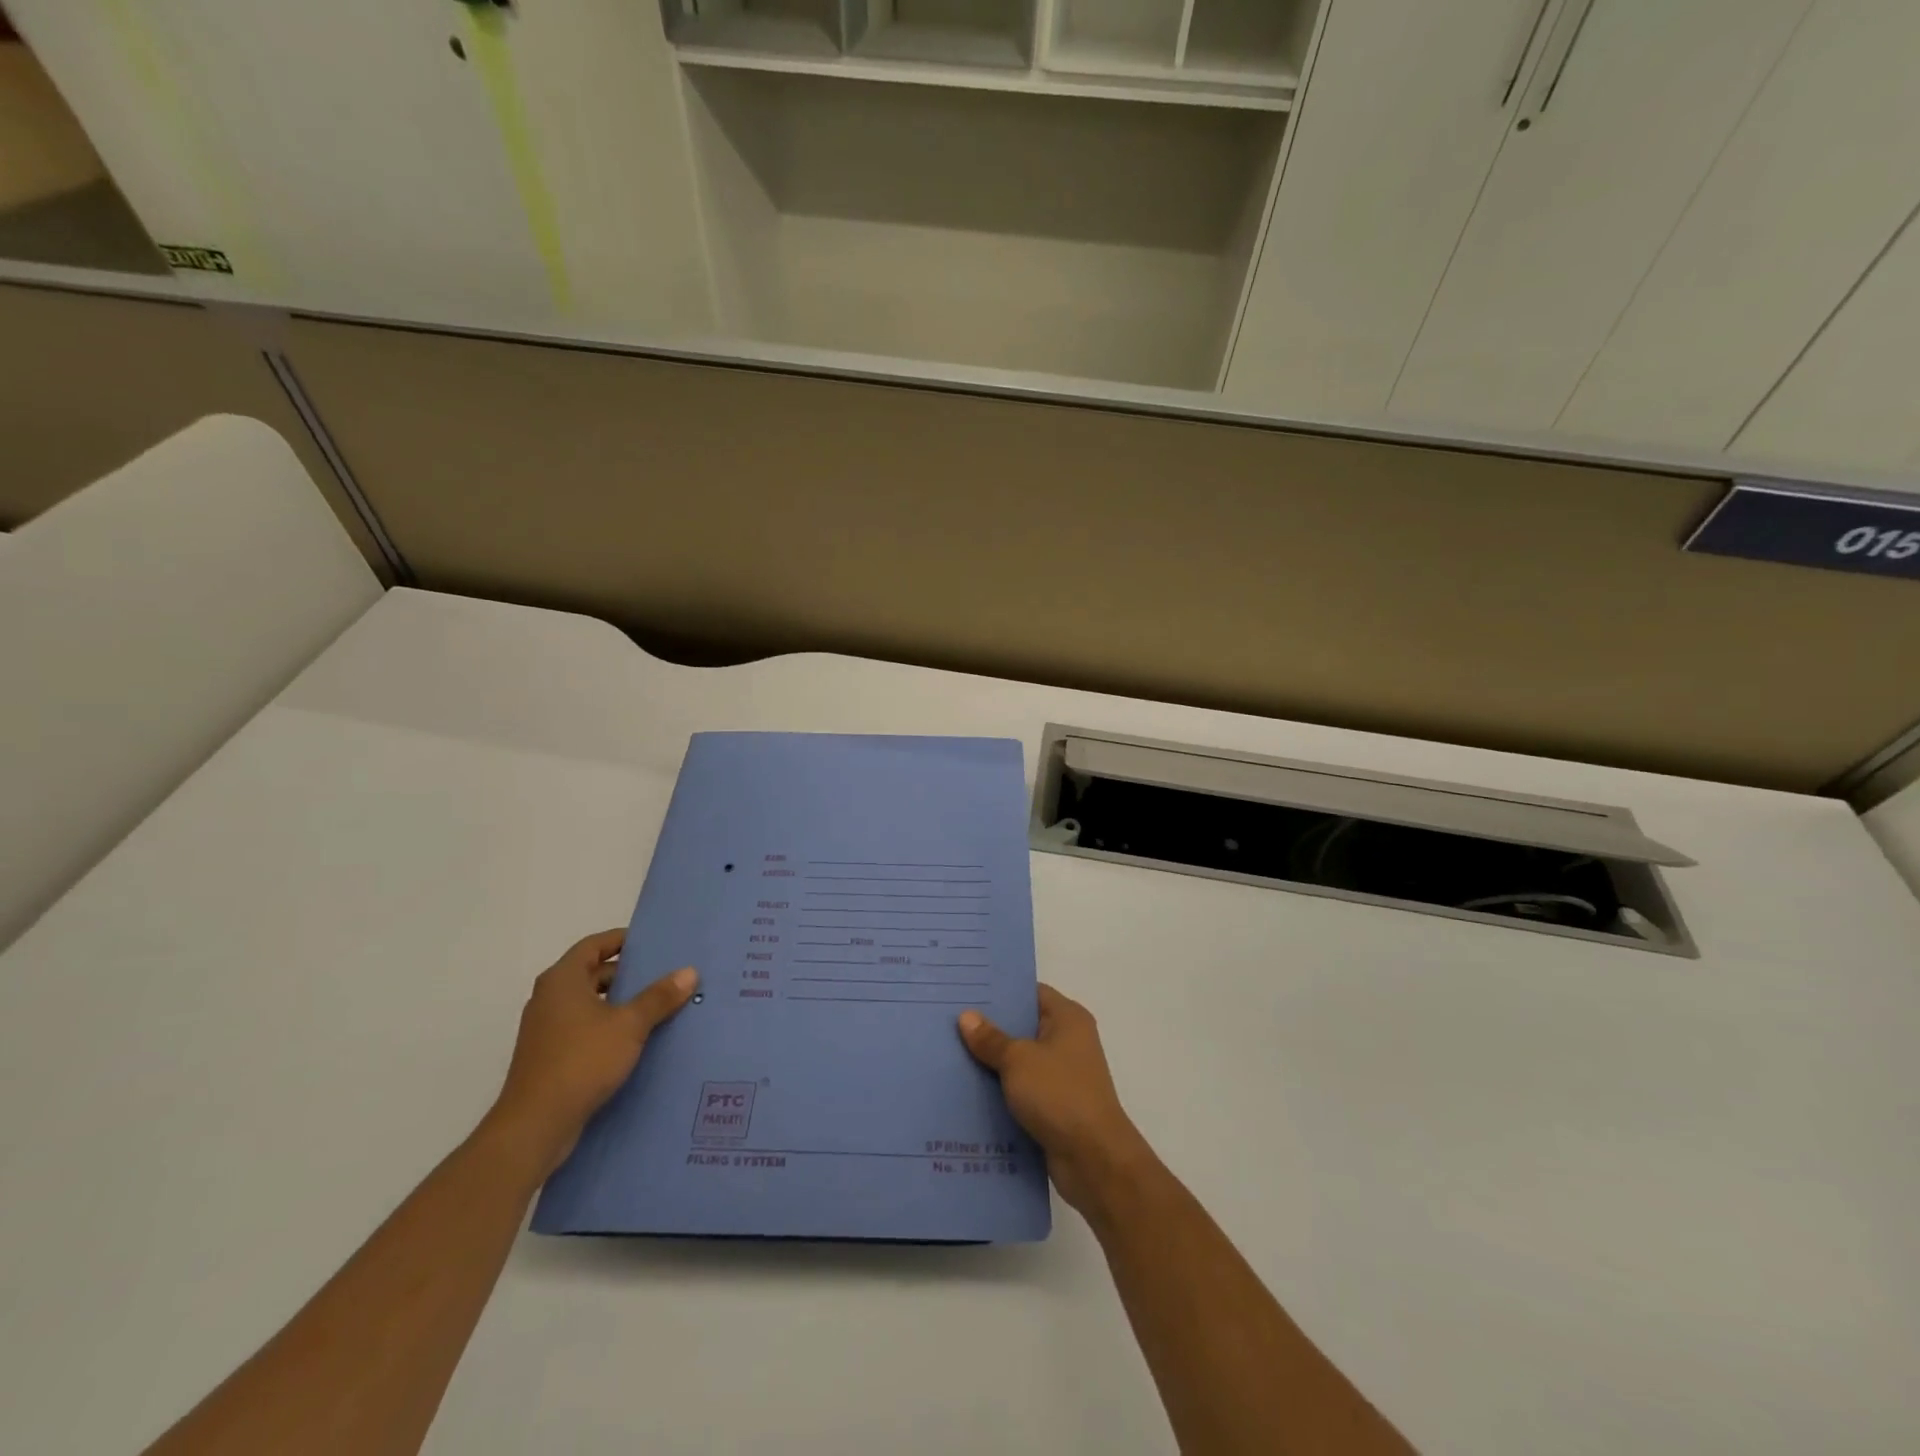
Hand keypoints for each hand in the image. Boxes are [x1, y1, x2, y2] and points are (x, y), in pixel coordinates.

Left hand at [485, 930, 697, 1176]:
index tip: (653, 944)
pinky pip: (585, 1029)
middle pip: (593, 974)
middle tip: (665, 975)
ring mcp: (547, 1029)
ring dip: (620, 1003)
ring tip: (658, 1006)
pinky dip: (609, 1027)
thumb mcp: (629, 1025)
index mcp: (562, 980)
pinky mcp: (550, 1057)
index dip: (622, 940)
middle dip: (628, 974)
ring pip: (590, 1004)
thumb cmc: (581, 1061)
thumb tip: (689, 971)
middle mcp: (549, 998)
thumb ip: (659, 997)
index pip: (594, 945)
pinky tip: (637, 1039)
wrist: (535, 1126)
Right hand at [958, 984, 1156, 1215]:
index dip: (999, 992)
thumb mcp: (1018, 1060)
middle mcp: (1068, 1041)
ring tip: (949, 1055)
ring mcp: (1063, 1076)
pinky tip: (967, 1092)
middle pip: (1023, 1026)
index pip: (1030, 992)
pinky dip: (1000, 1091)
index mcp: (1068, 1018)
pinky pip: (1022, 1090)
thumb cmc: (1059, 1095)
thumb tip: (966, 1016)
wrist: (1094, 1160)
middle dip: (989, 1028)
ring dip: (992, 1063)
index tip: (965, 991)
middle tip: (949, 1022)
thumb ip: (991, 1039)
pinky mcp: (1055, 1107)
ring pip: (1019, 1061)